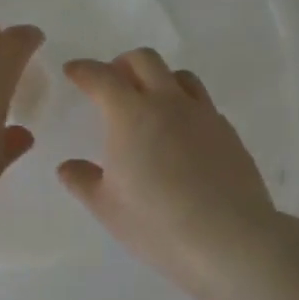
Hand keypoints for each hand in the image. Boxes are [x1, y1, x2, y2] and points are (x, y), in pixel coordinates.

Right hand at [57, 49, 281, 295]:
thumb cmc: (157, 223)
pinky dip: (184, 105)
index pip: (101, 77)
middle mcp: (168, 103)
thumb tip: (68, 167)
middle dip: (122, 64)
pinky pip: (202, 103)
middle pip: (145, 60)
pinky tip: (181, 134)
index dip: (83, 70)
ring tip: (150, 102)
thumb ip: (83, 181)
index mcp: (131, 114)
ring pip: (180, 76)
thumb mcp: (107, 208)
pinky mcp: (228, 132)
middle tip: (112, 82)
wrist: (229, 238)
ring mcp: (203, 115)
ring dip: (159, 78)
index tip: (73, 71)